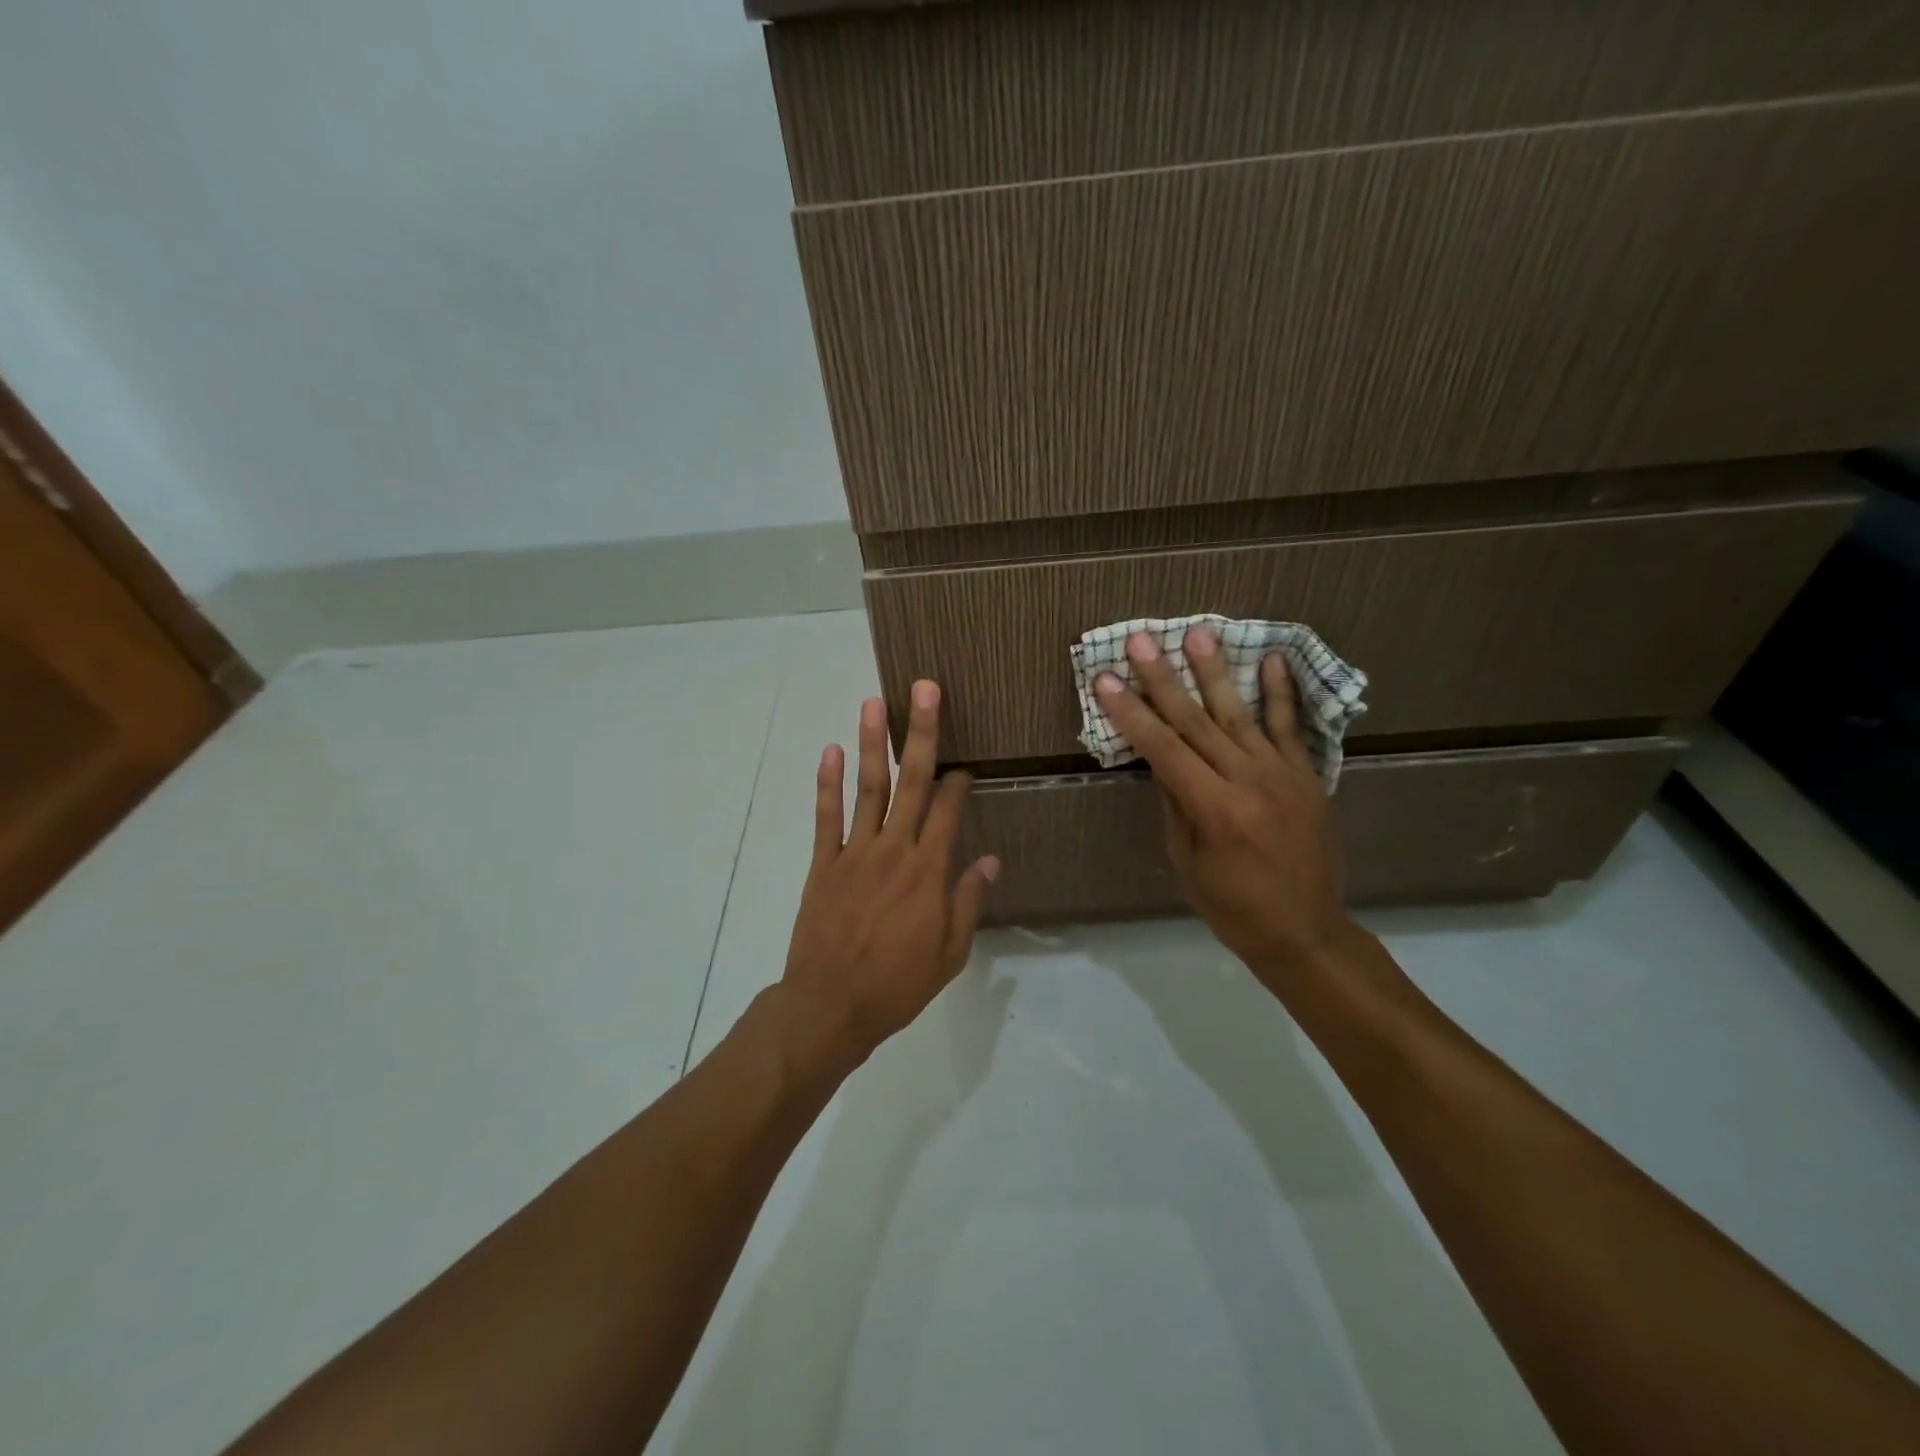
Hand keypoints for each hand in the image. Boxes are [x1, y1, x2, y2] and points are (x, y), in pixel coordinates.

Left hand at [777, 681, 999, 1067]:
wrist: (830, 1006)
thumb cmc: (898, 984)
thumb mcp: (950, 953)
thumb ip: (969, 900)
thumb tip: (989, 858)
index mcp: (928, 870)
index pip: (949, 810)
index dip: (959, 781)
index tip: (965, 764)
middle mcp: (894, 849)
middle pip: (912, 781)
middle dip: (922, 733)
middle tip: (925, 688)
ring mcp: (854, 852)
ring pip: (868, 788)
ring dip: (871, 743)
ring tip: (874, 702)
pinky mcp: (822, 863)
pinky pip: (825, 816)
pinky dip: (827, 783)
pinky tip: (830, 750)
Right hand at [1094, 626, 1355, 980]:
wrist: (1307, 932)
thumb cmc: (1233, 907)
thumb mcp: (1187, 861)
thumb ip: (1175, 803)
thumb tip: (1159, 757)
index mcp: (1215, 809)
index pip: (1163, 749)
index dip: (1131, 713)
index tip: (1105, 680)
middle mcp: (1249, 781)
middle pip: (1196, 721)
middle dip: (1163, 679)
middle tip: (1141, 640)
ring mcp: (1282, 774)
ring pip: (1240, 714)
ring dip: (1215, 672)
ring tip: (1198, 634)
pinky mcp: (1306, 775)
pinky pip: (1290, 727)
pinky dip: (1281, 692)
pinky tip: (1271, 658)